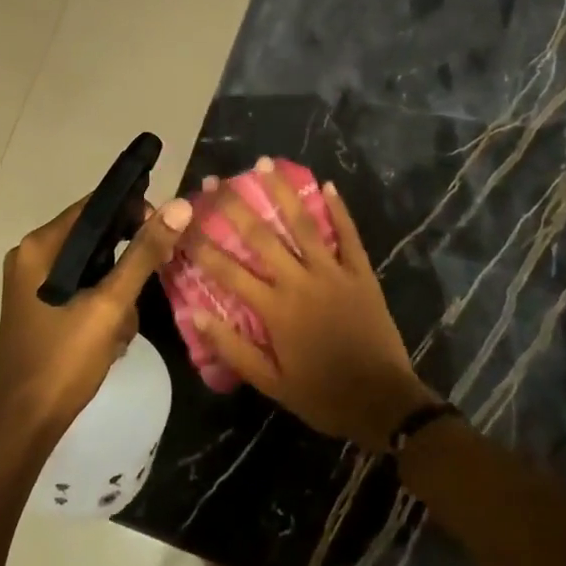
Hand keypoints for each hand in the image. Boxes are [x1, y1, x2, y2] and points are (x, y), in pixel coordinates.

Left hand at [0, 193, 191, 440]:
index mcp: (39, 247)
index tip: (164, 234)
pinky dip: (103, 305)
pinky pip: (82, 288)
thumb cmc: (64, 360)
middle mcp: (31, 256)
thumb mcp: (110, 305)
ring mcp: (33, 283)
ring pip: (93, 266)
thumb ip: (144, 254)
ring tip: (122, 328)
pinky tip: (111, 338)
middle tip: (148, 286)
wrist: (25, 425)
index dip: (133, 211)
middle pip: (95, 237)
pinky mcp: (40, 306)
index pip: (95, 206)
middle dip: (126, 262)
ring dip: (117, 291)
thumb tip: (179, 206)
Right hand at [186, 160, 437, 450]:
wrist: (383, 402)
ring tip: (265, 163)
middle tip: (215, 180)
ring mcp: (333, 273)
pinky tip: (328, 185)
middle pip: (261, 236)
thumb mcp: (271, 383)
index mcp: (274, 309)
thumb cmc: (322, 396)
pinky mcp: (361, 273)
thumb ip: (233, 348)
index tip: (182, 222)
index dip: (201, 244)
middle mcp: (300, 281)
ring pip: (303, 224)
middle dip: (234, 206)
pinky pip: (349, 235)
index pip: (228, 270)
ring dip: (283, 192)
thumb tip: (197, 313)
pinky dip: (339, 210)